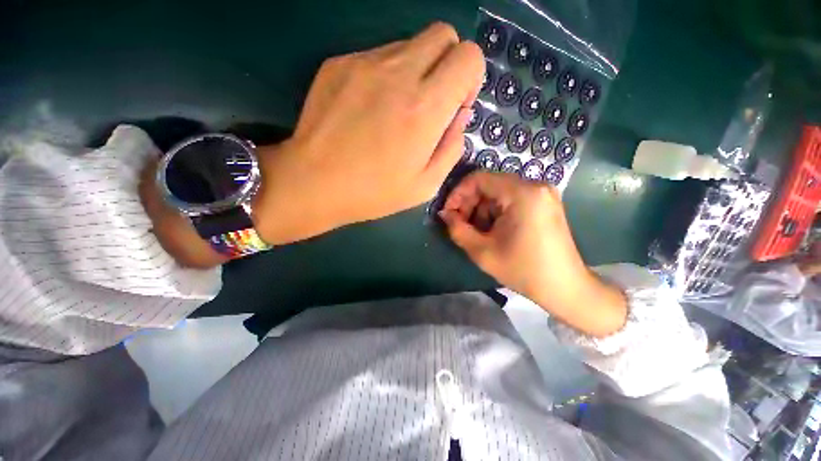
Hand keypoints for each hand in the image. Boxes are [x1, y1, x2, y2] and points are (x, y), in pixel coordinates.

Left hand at [253, 22, 484, 244]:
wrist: (314, 182)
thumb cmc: (374, 192)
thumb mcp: (425, 185)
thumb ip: (452, 147)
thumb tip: (460, 115)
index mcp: (424, 108)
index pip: (468, 57)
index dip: (470, 77)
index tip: (455, 105)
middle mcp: (398, 73)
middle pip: (442, 34)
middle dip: (448, 63)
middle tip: (433, 100)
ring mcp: (364, 62)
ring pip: (409, 44)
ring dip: (416, 71)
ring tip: (396, 110)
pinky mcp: (339, 63)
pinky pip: (378, 55)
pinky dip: (386, 75)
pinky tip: (370, 108)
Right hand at [439, 171, 626, 336]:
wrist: (565, 287)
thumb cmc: (523, 270)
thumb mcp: (482, 251)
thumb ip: (457, 229)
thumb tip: (444, 214)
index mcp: (521, 193)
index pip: (478, 178)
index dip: (457, 194)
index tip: (448, 213)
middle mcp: (534, 185)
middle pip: (489, 184)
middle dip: (469, 203)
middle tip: (459, 224)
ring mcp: (542, 193)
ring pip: (498, 192)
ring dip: (481, 209)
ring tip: (476, 231)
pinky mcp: (544, 202)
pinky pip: (511, 199)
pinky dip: (496, 211)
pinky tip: (493, 230)